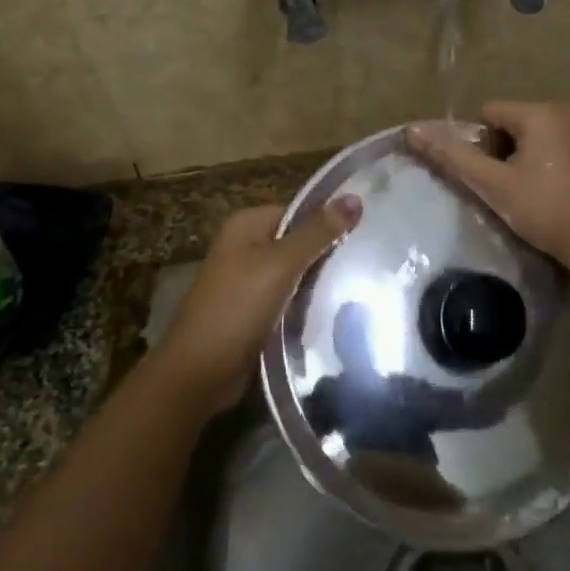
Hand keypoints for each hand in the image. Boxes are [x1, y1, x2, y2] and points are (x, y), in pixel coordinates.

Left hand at [158, 197, 360, 413]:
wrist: (200, 372)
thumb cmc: (237, 308)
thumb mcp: (281, 264)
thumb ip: (318, 232)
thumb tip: (355, 198)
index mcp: (247, 225)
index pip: (300, 212)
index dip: (330, 221)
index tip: (367, 233)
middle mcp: (246, 247)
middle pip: (299, 242)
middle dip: (328, 254)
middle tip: (370, 262)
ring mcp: (249, 281)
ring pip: (297, 273)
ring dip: (321, 282)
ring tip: (362, 285)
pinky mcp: (255, 311)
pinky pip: (290, 299)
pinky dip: (308, 303)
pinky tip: (337, 310)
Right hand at [407, 102, 569, 268]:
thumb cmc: (545, 210)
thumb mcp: (493, 185)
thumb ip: (452, 156)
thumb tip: (412, 130)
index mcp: (542, 111)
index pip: (490, 113)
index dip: (480, 145)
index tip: (488, 178)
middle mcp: (569, 111)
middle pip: (515, 124)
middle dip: (504, 153)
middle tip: (505, 190)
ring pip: (539, 138)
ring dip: (527, 160)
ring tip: (528, 196)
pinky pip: (562, 149)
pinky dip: (551, 166)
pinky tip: (553, 197)